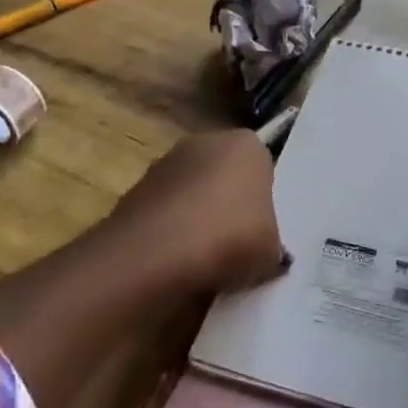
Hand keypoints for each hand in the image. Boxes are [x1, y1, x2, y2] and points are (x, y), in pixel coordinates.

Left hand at [103, 129, 285, 294]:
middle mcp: (205, 142)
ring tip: (206, 261)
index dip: (264, 197)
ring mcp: (164, 164)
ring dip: (196, 219)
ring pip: (191, 193)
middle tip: (239, 244)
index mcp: (246, 144)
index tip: (264, 227)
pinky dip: (170, 233)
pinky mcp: (134, 192)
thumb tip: (267, 253)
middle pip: (224, 174)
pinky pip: (164, 214)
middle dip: (228, 204)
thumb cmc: (230, 237)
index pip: (262, 165)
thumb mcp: (273, 250)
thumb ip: (272, 244)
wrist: (155, 255)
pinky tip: (176, 264)